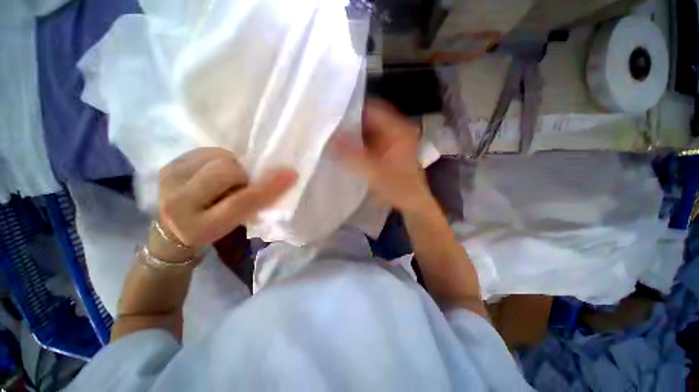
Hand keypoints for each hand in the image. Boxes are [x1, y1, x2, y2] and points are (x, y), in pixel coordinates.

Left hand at [154, 148, 296, 259]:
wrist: (172, 230)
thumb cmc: (213, 229)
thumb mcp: (236, 224)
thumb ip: (254, 204)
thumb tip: (275, 178)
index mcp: (200, 227)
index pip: (242, 201)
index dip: (269, 187)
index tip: (291, 174)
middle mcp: (177, 204)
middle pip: (225, 172)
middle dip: (242, 175)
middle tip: (241, 184)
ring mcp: (169, 181)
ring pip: (217, 157)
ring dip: (232, 165)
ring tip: (226, 179)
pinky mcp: (167, 166)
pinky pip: (207, 151)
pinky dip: (220, 159)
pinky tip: (213, 172)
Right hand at [334, 101, 430, 211]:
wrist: (413, 202)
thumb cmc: (398, 187)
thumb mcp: (374, 172)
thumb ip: (351, 155)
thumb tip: (331, 140)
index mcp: (399, 129)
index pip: (371, 109)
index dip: (351, 111)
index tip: (332, 116)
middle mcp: (398, 128)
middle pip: (370, 118)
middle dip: (350, 123)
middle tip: (330, 127)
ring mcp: (394, 138)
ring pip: (369, 129)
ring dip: (354, 133)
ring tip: (335, 136)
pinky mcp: (390, 147)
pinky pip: (371, 139)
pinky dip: (359, 141)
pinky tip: (347, 147)